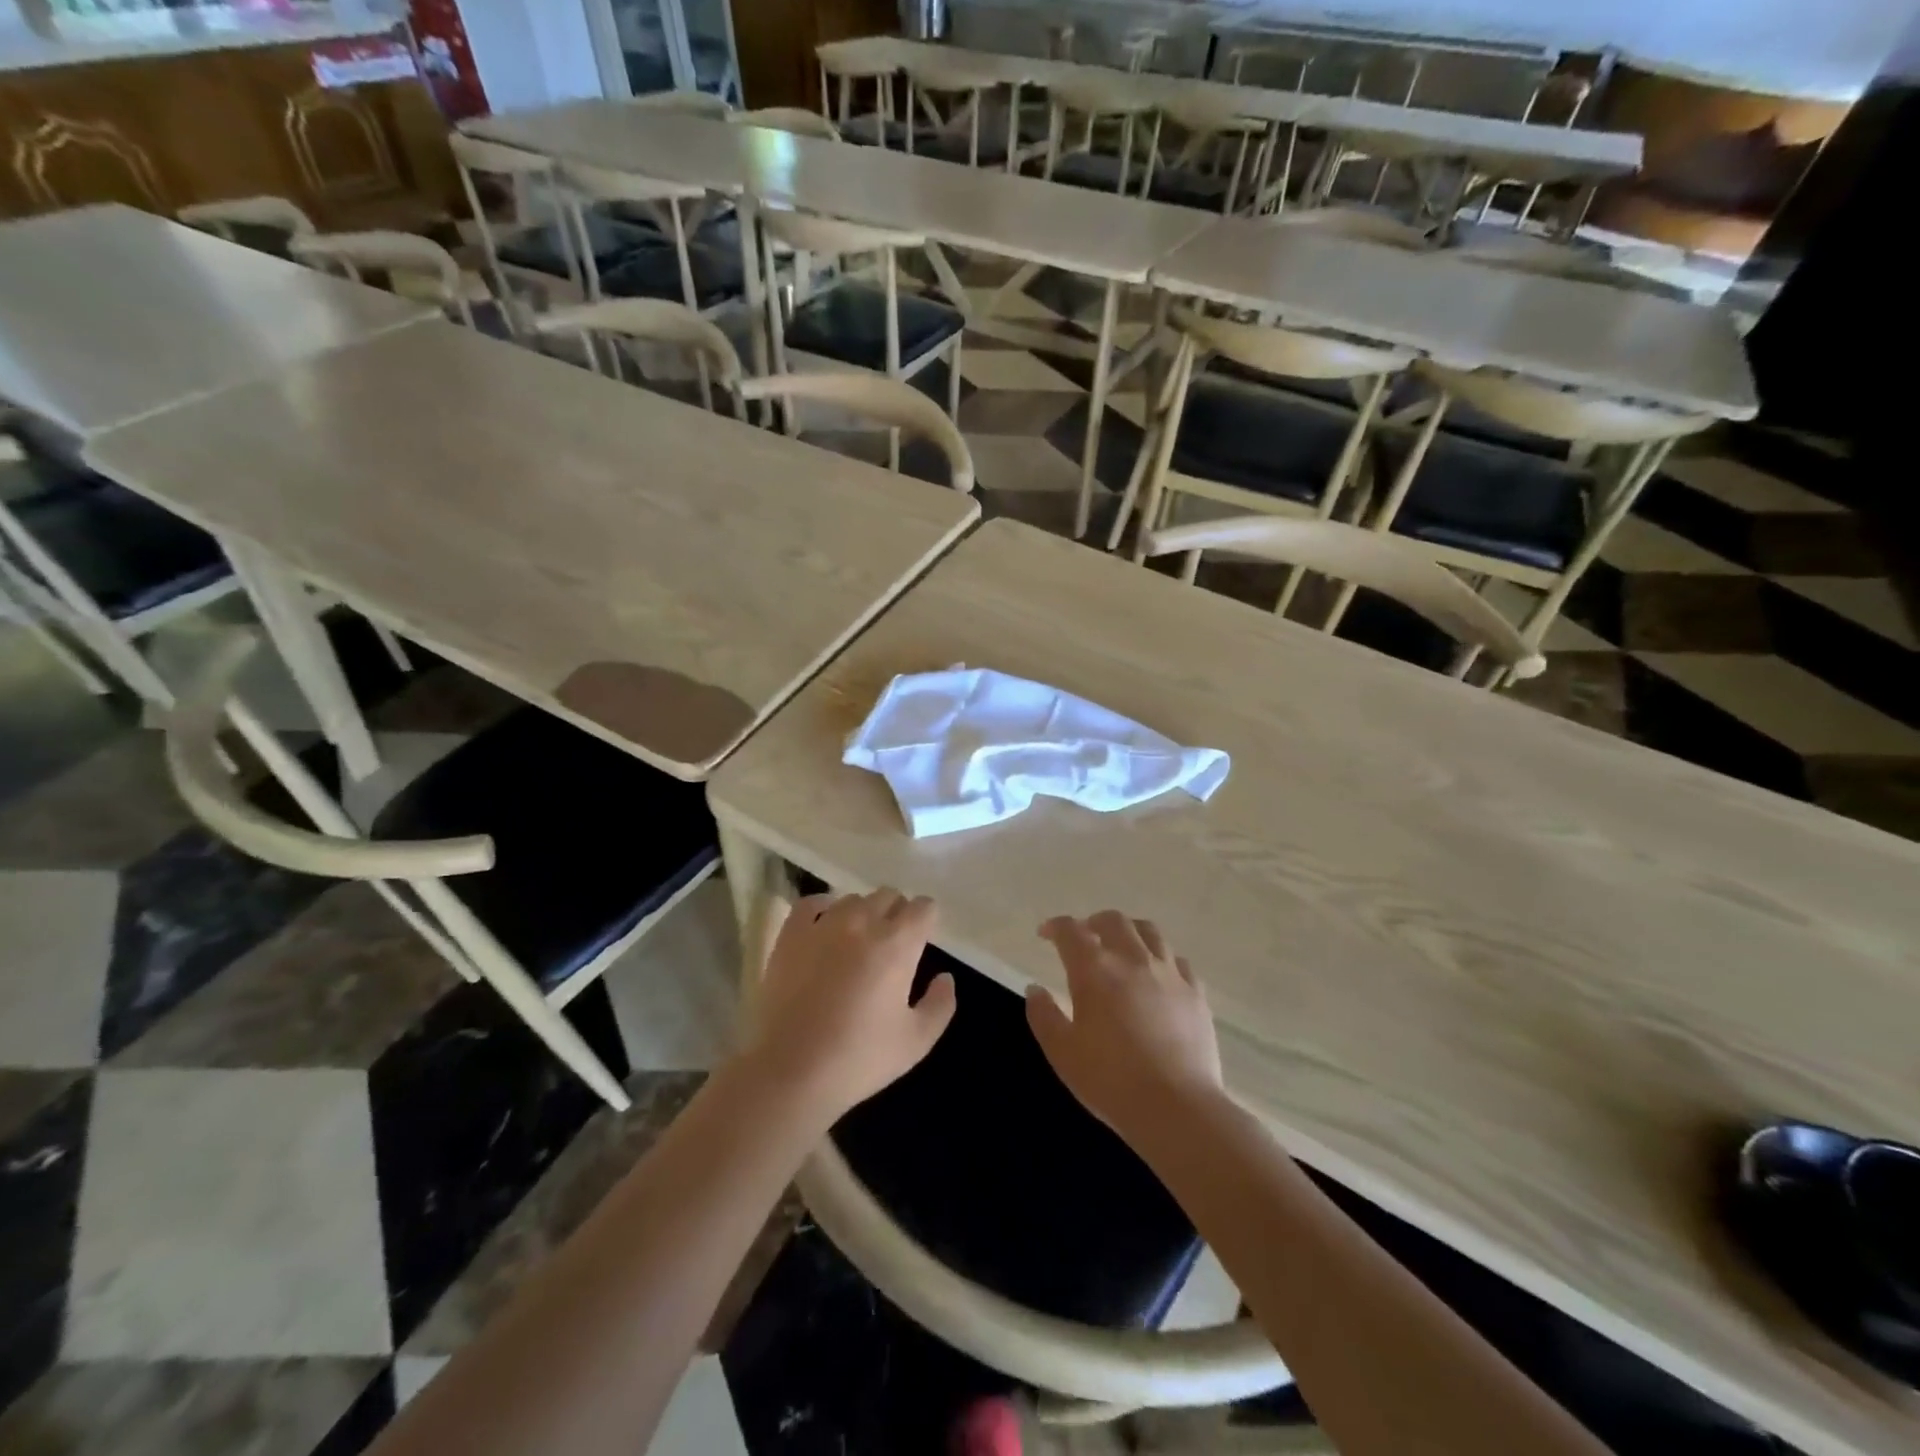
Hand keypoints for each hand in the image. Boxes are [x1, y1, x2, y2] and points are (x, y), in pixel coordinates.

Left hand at [743, 889, 955, 1122]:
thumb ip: (941, 1004)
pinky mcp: (790, 935)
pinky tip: (825, 926)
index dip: (926, 920)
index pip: (922, 908)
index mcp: (897, 944)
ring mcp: (823, 925)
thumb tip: (945, 978)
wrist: (790, 1071)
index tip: (923, 939)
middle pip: (888, 896)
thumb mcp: (916, 1042)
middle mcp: (862, 922)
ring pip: (852, 899)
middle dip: (897, 913)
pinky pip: (810, 904)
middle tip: (893, 944)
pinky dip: (822, 908)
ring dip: (863, 913)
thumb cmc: (859, 1058)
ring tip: (858, 940)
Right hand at [1026, 911, 1223, 1145]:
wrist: (1176, 1108)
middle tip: (1085, 938)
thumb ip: (1043, 1016)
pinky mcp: (1195, 992)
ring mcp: (1169, 973)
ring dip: (1129, 931)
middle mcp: (1132, 959)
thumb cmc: (1110, 1081)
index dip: (1055, 927)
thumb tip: (1035, 989)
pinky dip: (1161, 958)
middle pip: (1113, 920)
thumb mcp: (1062, 1052)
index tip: (1046, 934)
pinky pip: (1177, 960)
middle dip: (1093, 922)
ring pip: (1149, 931)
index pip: (1071, 931)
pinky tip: (1157, 975)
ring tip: (1122, 947)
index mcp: (1095, 969)